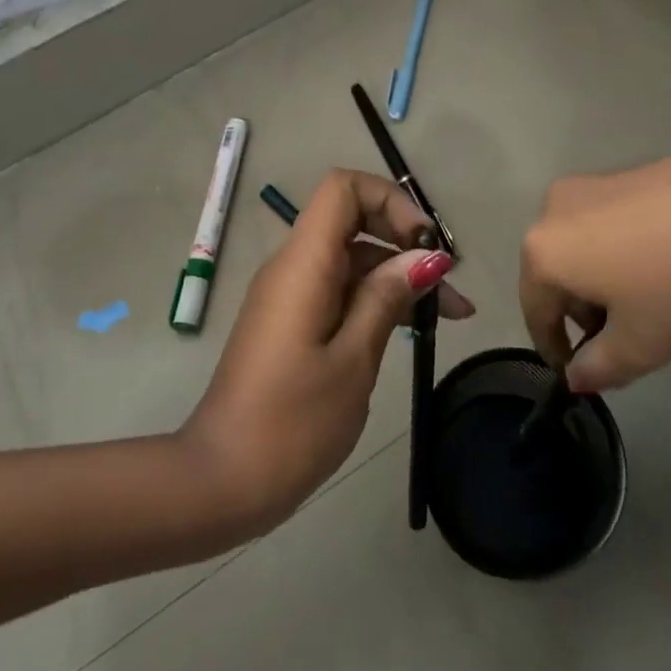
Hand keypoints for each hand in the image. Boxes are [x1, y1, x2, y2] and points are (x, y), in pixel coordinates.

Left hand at [182, 169, 474, 534]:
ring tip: (449, 315)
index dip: (389, 200)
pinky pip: (337, 290)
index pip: (342, 188)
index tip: (426, 244)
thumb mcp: (353, 360)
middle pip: (351, 221)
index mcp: (303, 263)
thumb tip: (426, 256)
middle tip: (449, 285)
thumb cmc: (291, 423)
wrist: (221, 481)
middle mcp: (293, 266)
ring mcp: (289, 295)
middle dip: (404, 241)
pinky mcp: (290, 322)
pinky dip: (374, 299)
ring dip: (397, 276)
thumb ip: (387, 298)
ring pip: (350, 260)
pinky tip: (411, 329)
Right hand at [520, 137, 670, 392]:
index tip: (579, 372)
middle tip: (621, 336)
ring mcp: (583, 186)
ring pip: (576, 247)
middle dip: (579, 311)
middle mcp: (549, 212)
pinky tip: (659, 260)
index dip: (554, 349)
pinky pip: (602, 223)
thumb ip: (598, 369)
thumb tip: (576, 375)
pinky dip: (616, 248)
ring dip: (597, 278)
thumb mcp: (640, 345)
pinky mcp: (615, 174)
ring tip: (645, 298)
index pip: (535, 313)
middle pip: (553, 275)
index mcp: (542, 254)